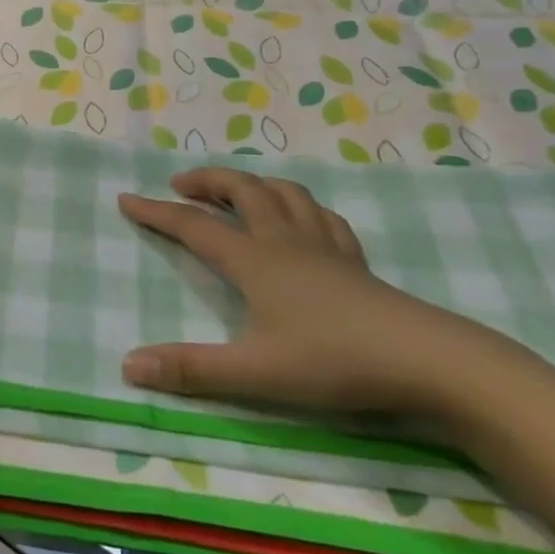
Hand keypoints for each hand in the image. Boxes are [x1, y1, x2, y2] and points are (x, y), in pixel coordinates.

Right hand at [118, 169, 514, 419]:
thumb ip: (190, 370)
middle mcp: (284, 241)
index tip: (126, 199)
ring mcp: (325, 247)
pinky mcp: (356, 261)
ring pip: (284, 194)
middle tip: (181, 183)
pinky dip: (300, 206)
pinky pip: (323, 216)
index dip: (155, 211)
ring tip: (237, 192)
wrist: (428, 361)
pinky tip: (302, 220)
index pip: (193, 225)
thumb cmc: (335, 362)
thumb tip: (127, 365)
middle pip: (242, 190)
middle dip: (206, 180)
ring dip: (253, 184)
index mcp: (254, 260)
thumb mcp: (255, 373)